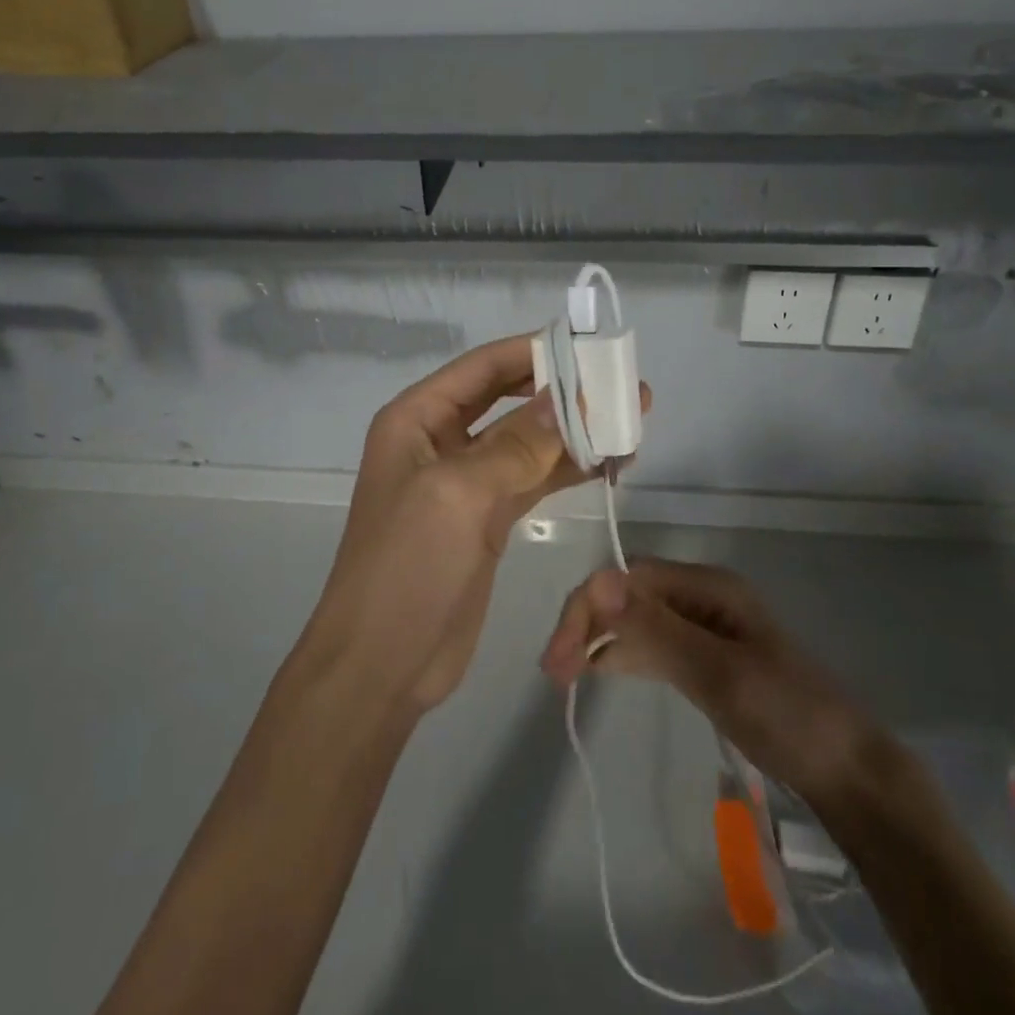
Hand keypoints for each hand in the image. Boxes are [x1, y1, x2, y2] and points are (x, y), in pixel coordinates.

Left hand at [301, 335, 650, 713]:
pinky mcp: (488, 519)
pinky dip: (569, 469)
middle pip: (510, 400)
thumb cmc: (406, 567)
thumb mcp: (458, 494)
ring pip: (528, 441)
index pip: (484, 368)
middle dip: (563, 391)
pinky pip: (534, 479)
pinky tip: (610, 463)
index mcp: (417, 419)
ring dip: (576, 431)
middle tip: (622, 386)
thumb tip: (570, 395)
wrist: (381, 666)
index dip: (535, 352)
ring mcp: (467, 482)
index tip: (590, 348)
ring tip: (632, 422)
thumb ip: (517, 443)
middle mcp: (441, 441)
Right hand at [540, 558, 880, 803]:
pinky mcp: (708, 658)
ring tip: (566, 674)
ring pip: (638, 620)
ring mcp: (707, 628)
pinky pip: (654, 645)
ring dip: (601, 639)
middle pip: (629, 596)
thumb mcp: (717, 673)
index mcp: (708, 586)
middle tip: (555, 672)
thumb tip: (597, 582)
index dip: (587, 609)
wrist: (848, 772)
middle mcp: (703, 596)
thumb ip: (656, 630)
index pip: (628, 580)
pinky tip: (602, 671)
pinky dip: (625, 655)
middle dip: (588, 623)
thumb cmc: (787, 715)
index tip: (557, 659)